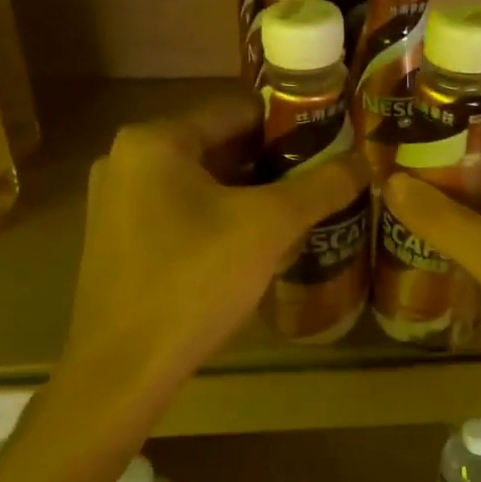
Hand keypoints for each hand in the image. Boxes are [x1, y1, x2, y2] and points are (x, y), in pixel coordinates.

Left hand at [61, 95, 370, 398]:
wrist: (120, 371)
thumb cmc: (192, 282)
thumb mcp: (268, 227)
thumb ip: (320, 187)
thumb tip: (364, 160)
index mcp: (154, 141)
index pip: (237, 110)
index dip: (289, 124)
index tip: (330, 144)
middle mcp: (127, 160)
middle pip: (217, 146)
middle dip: (271, 164)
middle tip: (320, 182)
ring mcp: (116, 203)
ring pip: (200, 183)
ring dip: (247, 194)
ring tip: (296, 212)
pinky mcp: (117, 241)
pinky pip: (179, 212)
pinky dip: (217, 218)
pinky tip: (252, 245)